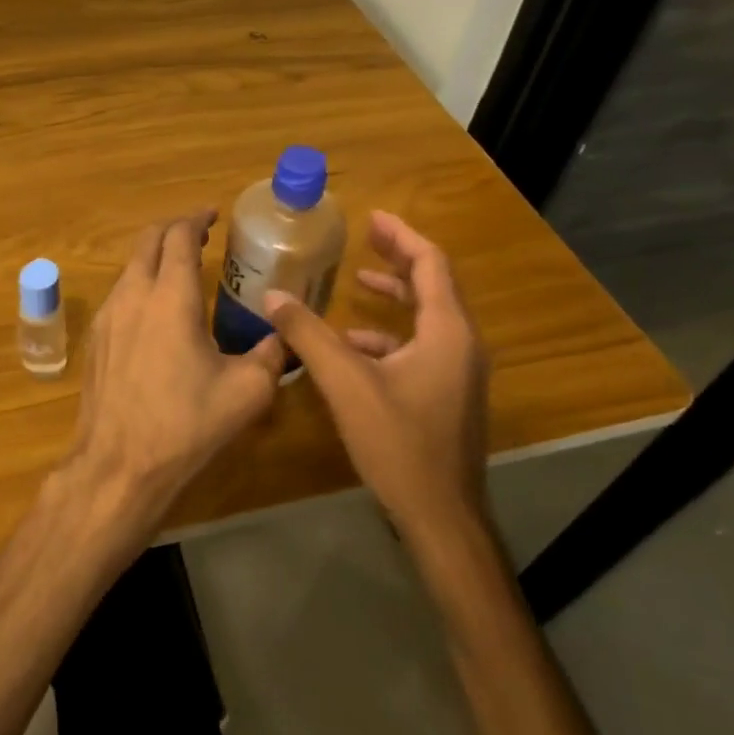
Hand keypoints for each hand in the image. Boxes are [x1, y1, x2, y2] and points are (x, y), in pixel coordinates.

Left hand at [70, 210, 286, 515]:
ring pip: (130, 267)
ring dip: (155, 257)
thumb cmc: (185, 425)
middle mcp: (133, 295)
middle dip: (173, 230)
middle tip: (200, 234)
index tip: (213, 214)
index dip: (196, 219)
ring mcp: (107, 316)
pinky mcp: (95, 340)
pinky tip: (157, 311)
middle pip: (148, 241)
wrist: (118, 464)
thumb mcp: (246, 392)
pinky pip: (119, 294)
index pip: (179, 237)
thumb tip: (285, 338)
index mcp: (170, 297)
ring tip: (182, 269)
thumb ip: (272, 355)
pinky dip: (140, 284)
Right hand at [264, 210, 487, 540]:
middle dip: (398, 260)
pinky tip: (353, 349)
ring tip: (357, 285)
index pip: (431, 264)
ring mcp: (458, 373)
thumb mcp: (346, 383)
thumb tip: (272, 296)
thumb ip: (309, 335)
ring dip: (395, 298)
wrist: (441, 517)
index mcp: (447, 332)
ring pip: (427, 319)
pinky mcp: (447, 396)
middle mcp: (461, 345)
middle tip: (364, 239)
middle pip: (433, 286)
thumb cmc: (399, 443)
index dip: (402, 235)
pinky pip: (421, 349)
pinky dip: (390, 336)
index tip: (372, 217)